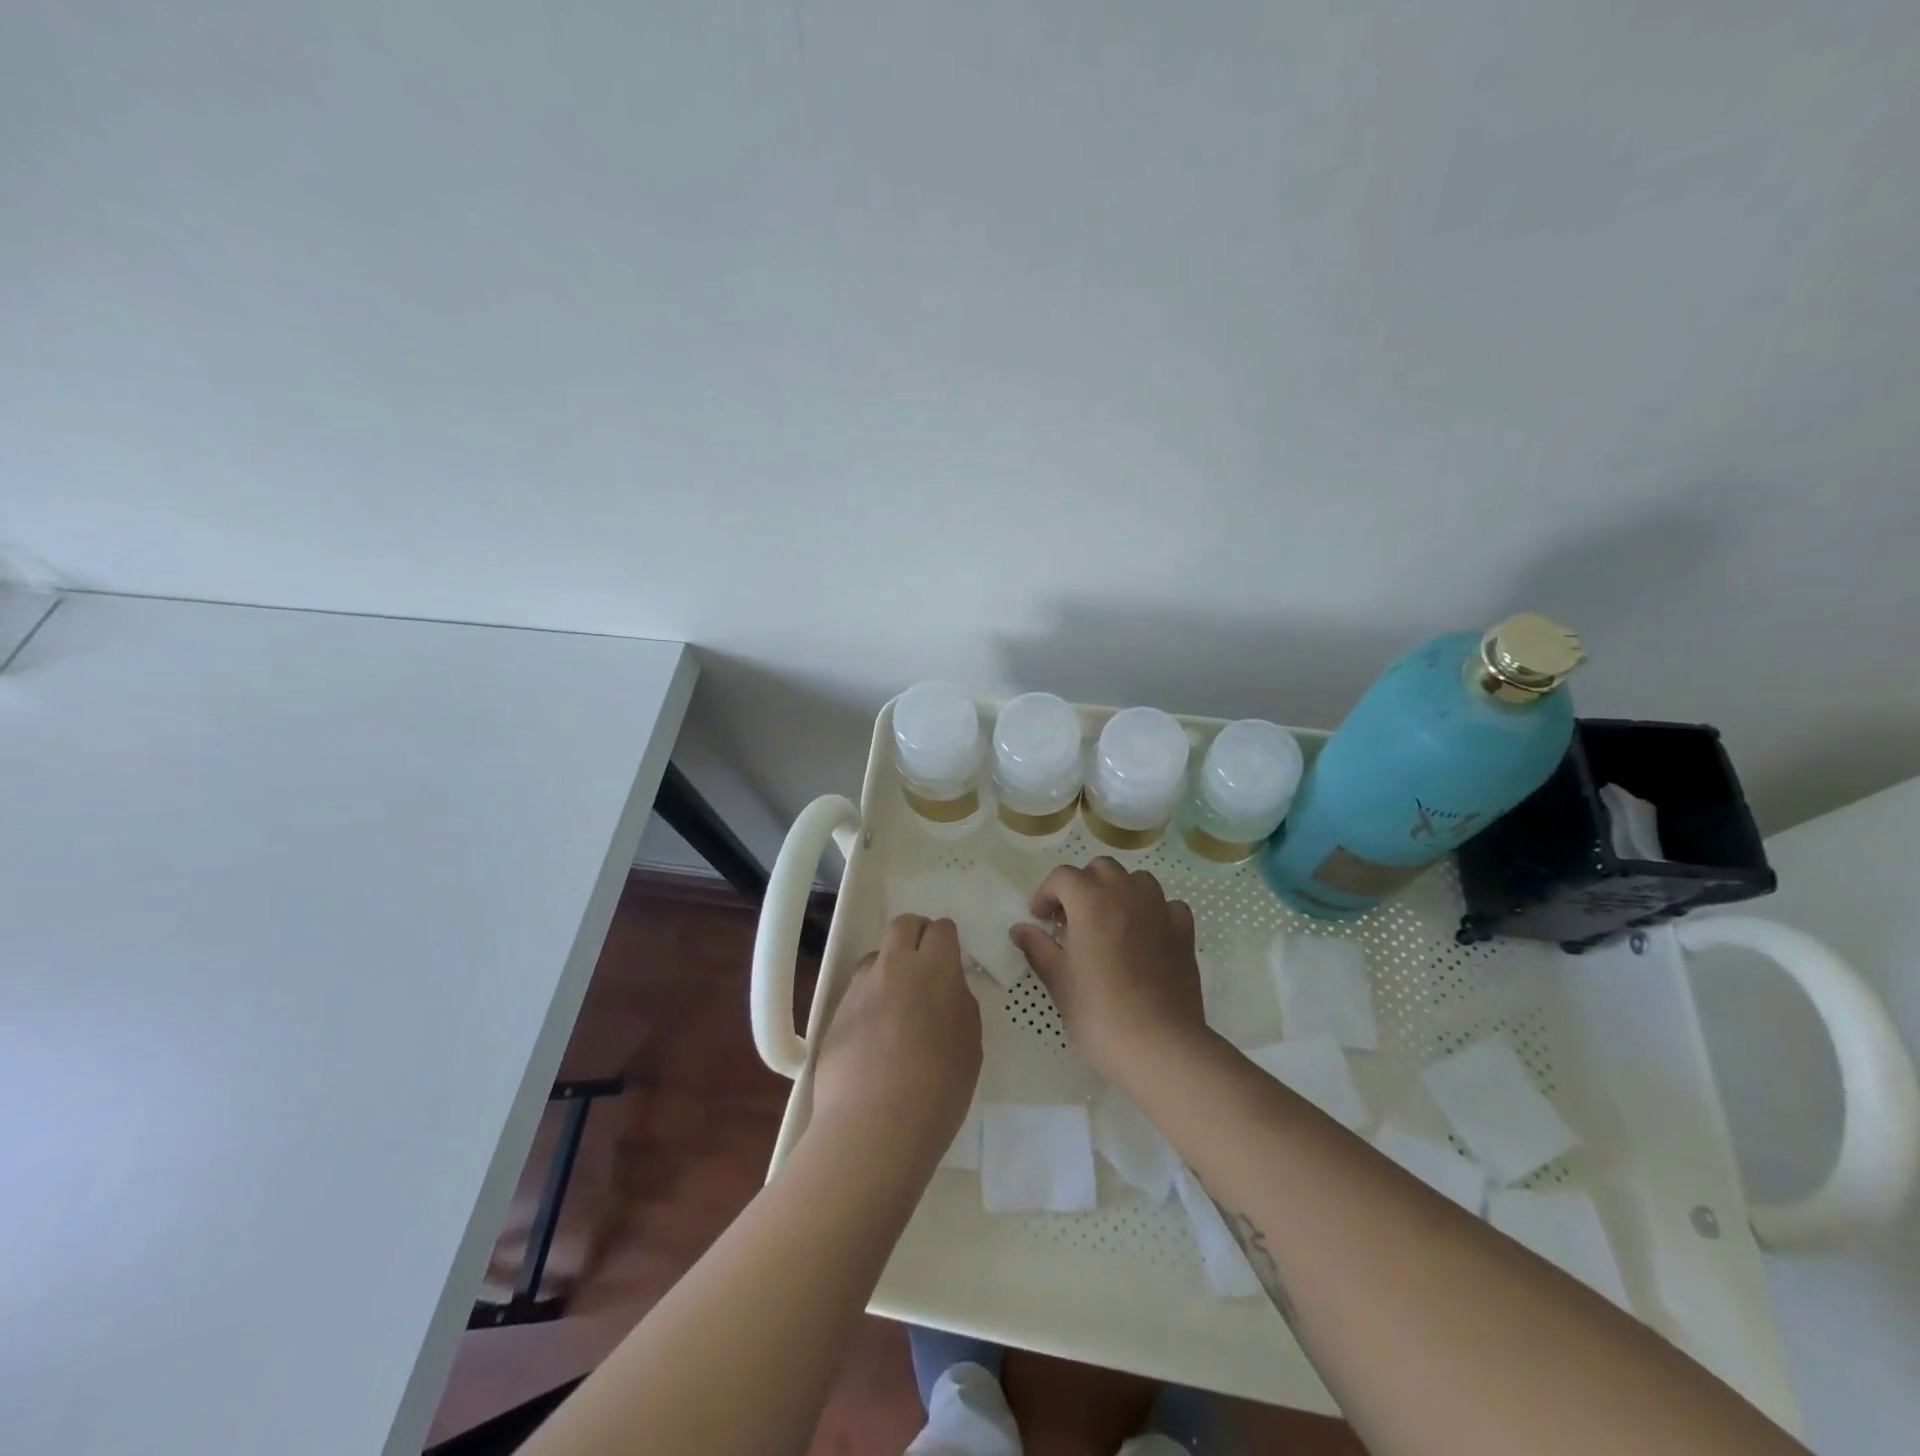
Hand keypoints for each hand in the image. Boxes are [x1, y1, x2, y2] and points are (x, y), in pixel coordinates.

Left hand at [810, 914, 981, 1165]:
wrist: (874, 1126)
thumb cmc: (938, 1089)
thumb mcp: (970, 1045)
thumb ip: (959, 1005)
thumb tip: (947, 990)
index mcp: (935, 969)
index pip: (941, 929)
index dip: (947, 940)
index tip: (950, 960)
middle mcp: (895, 966)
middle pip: (903, 925)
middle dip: (916, 935)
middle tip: (925, 966)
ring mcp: (860, 987)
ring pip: (876, 957)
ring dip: (889, 968)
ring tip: (897, 1006)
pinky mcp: (836, 1012)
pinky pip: (857, 991)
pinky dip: (869, 1000)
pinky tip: (874, 1035)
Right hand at [1009, 858, 1207, 1084]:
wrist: (1159, 1045)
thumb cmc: (1099, 1012)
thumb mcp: (1058, 980)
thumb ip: (1037, 947)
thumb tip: (1020, 929)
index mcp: (1090, 900)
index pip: (1062, 877)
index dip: (1046, 894)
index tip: (1041, 921)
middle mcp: (1126, 893)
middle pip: (1100, 869)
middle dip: (1082, 886)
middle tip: (1072, 920)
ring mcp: (1159, 909)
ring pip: (1136, 879)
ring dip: (1118, 892)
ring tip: (1109, 923)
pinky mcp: (1184, 931)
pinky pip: (1167, 905)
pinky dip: (1153, 911)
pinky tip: (1146, 935)